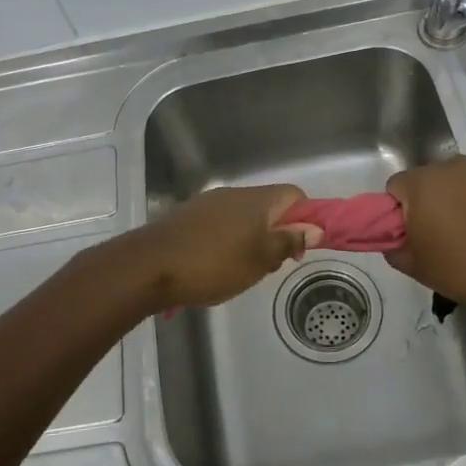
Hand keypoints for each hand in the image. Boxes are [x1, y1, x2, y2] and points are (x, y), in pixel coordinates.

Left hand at [126, 185, 324, 310]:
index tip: (299, 247)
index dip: (305, 218)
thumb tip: (314, 228)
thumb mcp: (260, 260)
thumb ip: (288, 241)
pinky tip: (216, 267)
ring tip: (242, 271)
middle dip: (276, 234)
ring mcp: (207, 204)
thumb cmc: (214, 264)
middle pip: (268, 207)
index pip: (294, 195)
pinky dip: (227, 241)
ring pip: (243, 217)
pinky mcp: (188, 217)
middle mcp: (234, 194)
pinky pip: (220, 225)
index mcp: (257, 200)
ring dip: (251, 240)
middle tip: (269, 266)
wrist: (150, 266)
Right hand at [385, 156, 465, 311]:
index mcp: (422, 183)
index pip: (396, 187)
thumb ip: (395, 249)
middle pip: (430, 179)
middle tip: (443, 234)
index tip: (412, 233)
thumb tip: (395, 241)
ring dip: (462, 198)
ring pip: (462, 180)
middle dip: (431, 201)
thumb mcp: (417, 268)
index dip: (399, 211)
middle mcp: (453, 166)